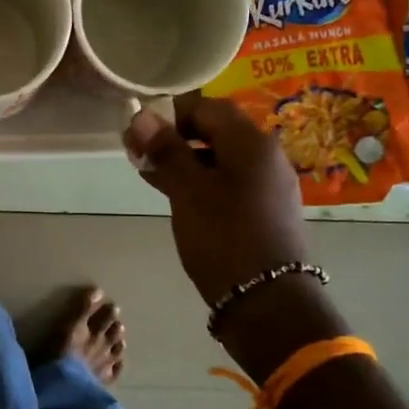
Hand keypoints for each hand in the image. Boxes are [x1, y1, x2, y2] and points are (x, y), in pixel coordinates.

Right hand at [123, 98, 308, 305]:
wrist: (267, 301)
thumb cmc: (223, 236)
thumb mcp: (187, 190)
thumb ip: (165, 150)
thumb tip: (141, 115)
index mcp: (251, 142)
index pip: (207, 107)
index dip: (171, 114)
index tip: (140, 133)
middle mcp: (266, 156)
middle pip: (216, 131)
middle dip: (175, 137)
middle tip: (140, 154)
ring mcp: (269, 184)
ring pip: (222, 158)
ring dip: (186, 160)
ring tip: (150, 174)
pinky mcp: (266, 209)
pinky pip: (231, 181)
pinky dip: (202, 180)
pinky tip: (177, 195)